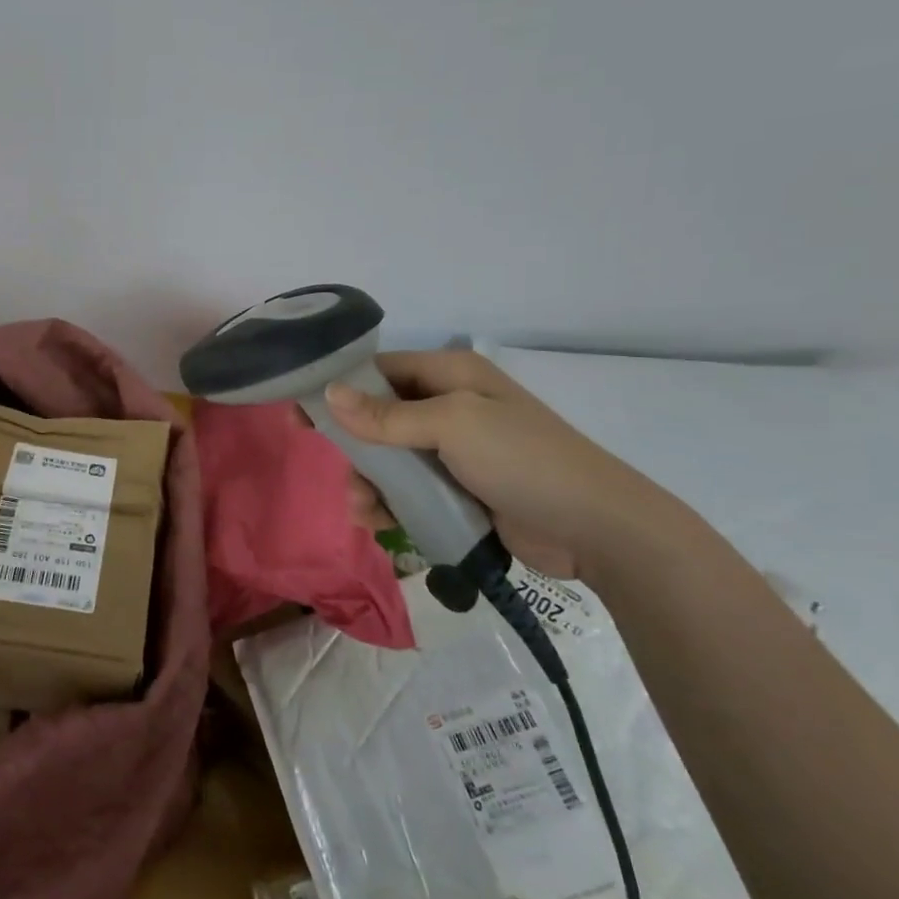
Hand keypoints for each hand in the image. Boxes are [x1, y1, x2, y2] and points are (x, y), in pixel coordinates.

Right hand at [325, 350, 687, 581]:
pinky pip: (409, 490)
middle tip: (336, 471)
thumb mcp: (452, 425)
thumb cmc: (522, 460)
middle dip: (354, 447)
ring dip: (368, 482)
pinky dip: (389, 504)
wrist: (595, 527)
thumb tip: (330, 394)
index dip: (340, 389)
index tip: (303, 416)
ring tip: (364, 509)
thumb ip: (386, 415)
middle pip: (378, 418)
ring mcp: (455, 452)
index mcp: (450, 375)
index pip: (380, 371)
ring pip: (389, 460)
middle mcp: (449, 407)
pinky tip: (379, 523)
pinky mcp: (458, 490)